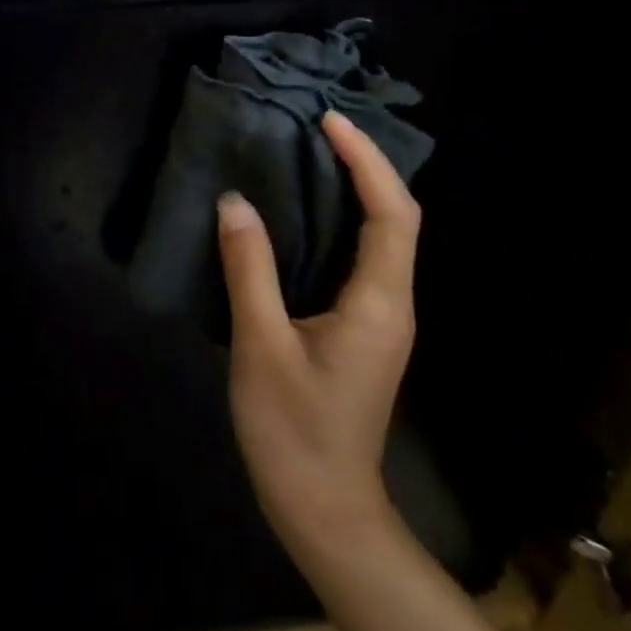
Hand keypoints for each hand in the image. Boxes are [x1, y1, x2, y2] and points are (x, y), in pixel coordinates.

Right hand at [220, 110, 420, 572]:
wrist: (323, 507)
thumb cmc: (293, 429)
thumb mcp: (262, 346)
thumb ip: (249, 270)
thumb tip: (234, 202)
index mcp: (378, 303)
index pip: (393, 214)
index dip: (367, 162)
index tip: (330, 123)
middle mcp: (391, 304)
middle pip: (395, 219)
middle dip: (364, 166)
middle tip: (315, 128)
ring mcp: (379, 319)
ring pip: (378, 239)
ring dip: (352, 192)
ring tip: (306, 157)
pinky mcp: (360, 330)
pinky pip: (358, 260)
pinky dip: (336, 224)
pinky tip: (298, 217)